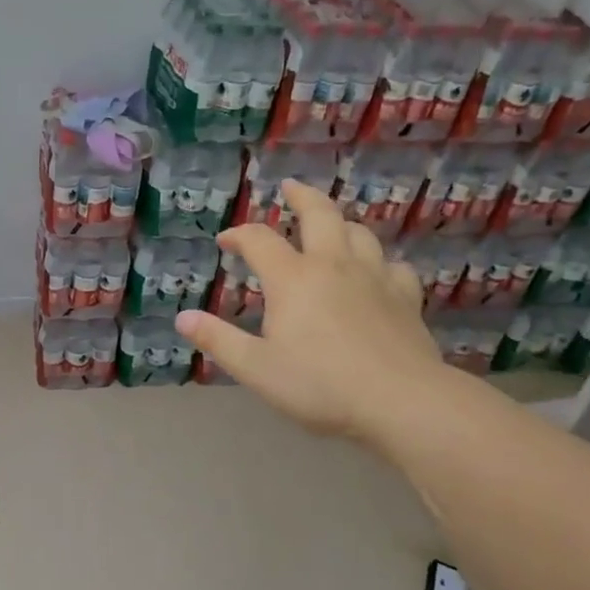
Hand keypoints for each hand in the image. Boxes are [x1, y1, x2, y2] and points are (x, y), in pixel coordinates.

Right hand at [174, 181, 445, 439]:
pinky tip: (377, 272)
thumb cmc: (320, 385)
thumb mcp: (256, 368)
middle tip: (289, 188)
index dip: (239, 235)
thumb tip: (182, 318)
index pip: (259, 241)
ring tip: (331, 226)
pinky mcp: (406, 298)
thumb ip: (219, 340)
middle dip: (300, 197)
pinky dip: (379, 261)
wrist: (401, 402)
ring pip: (359, 232)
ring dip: (340, 223)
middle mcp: (334, 265)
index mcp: (293, 279)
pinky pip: (393, 266)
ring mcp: (375, 278)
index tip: (225, 241)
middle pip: (319, 214)